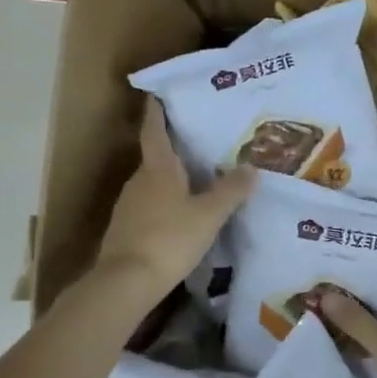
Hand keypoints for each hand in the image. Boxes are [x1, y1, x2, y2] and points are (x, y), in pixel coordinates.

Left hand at [94, 99, 253, 308]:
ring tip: (197, 181)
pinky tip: (180, 216)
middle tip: (200, 143)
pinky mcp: (125, 230)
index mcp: (157, 169)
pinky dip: (164, 204)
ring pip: (153, 184)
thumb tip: (251, 167)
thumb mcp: (209, 215)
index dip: (156, 112)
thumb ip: (231, 191)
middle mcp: (139, 181)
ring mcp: (128, 206)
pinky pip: (149, 207)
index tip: (158, 95)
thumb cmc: (169, 239)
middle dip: (174, 149)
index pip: (154, 130)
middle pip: (156, 157)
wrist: (126, 282)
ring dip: (171, 180)